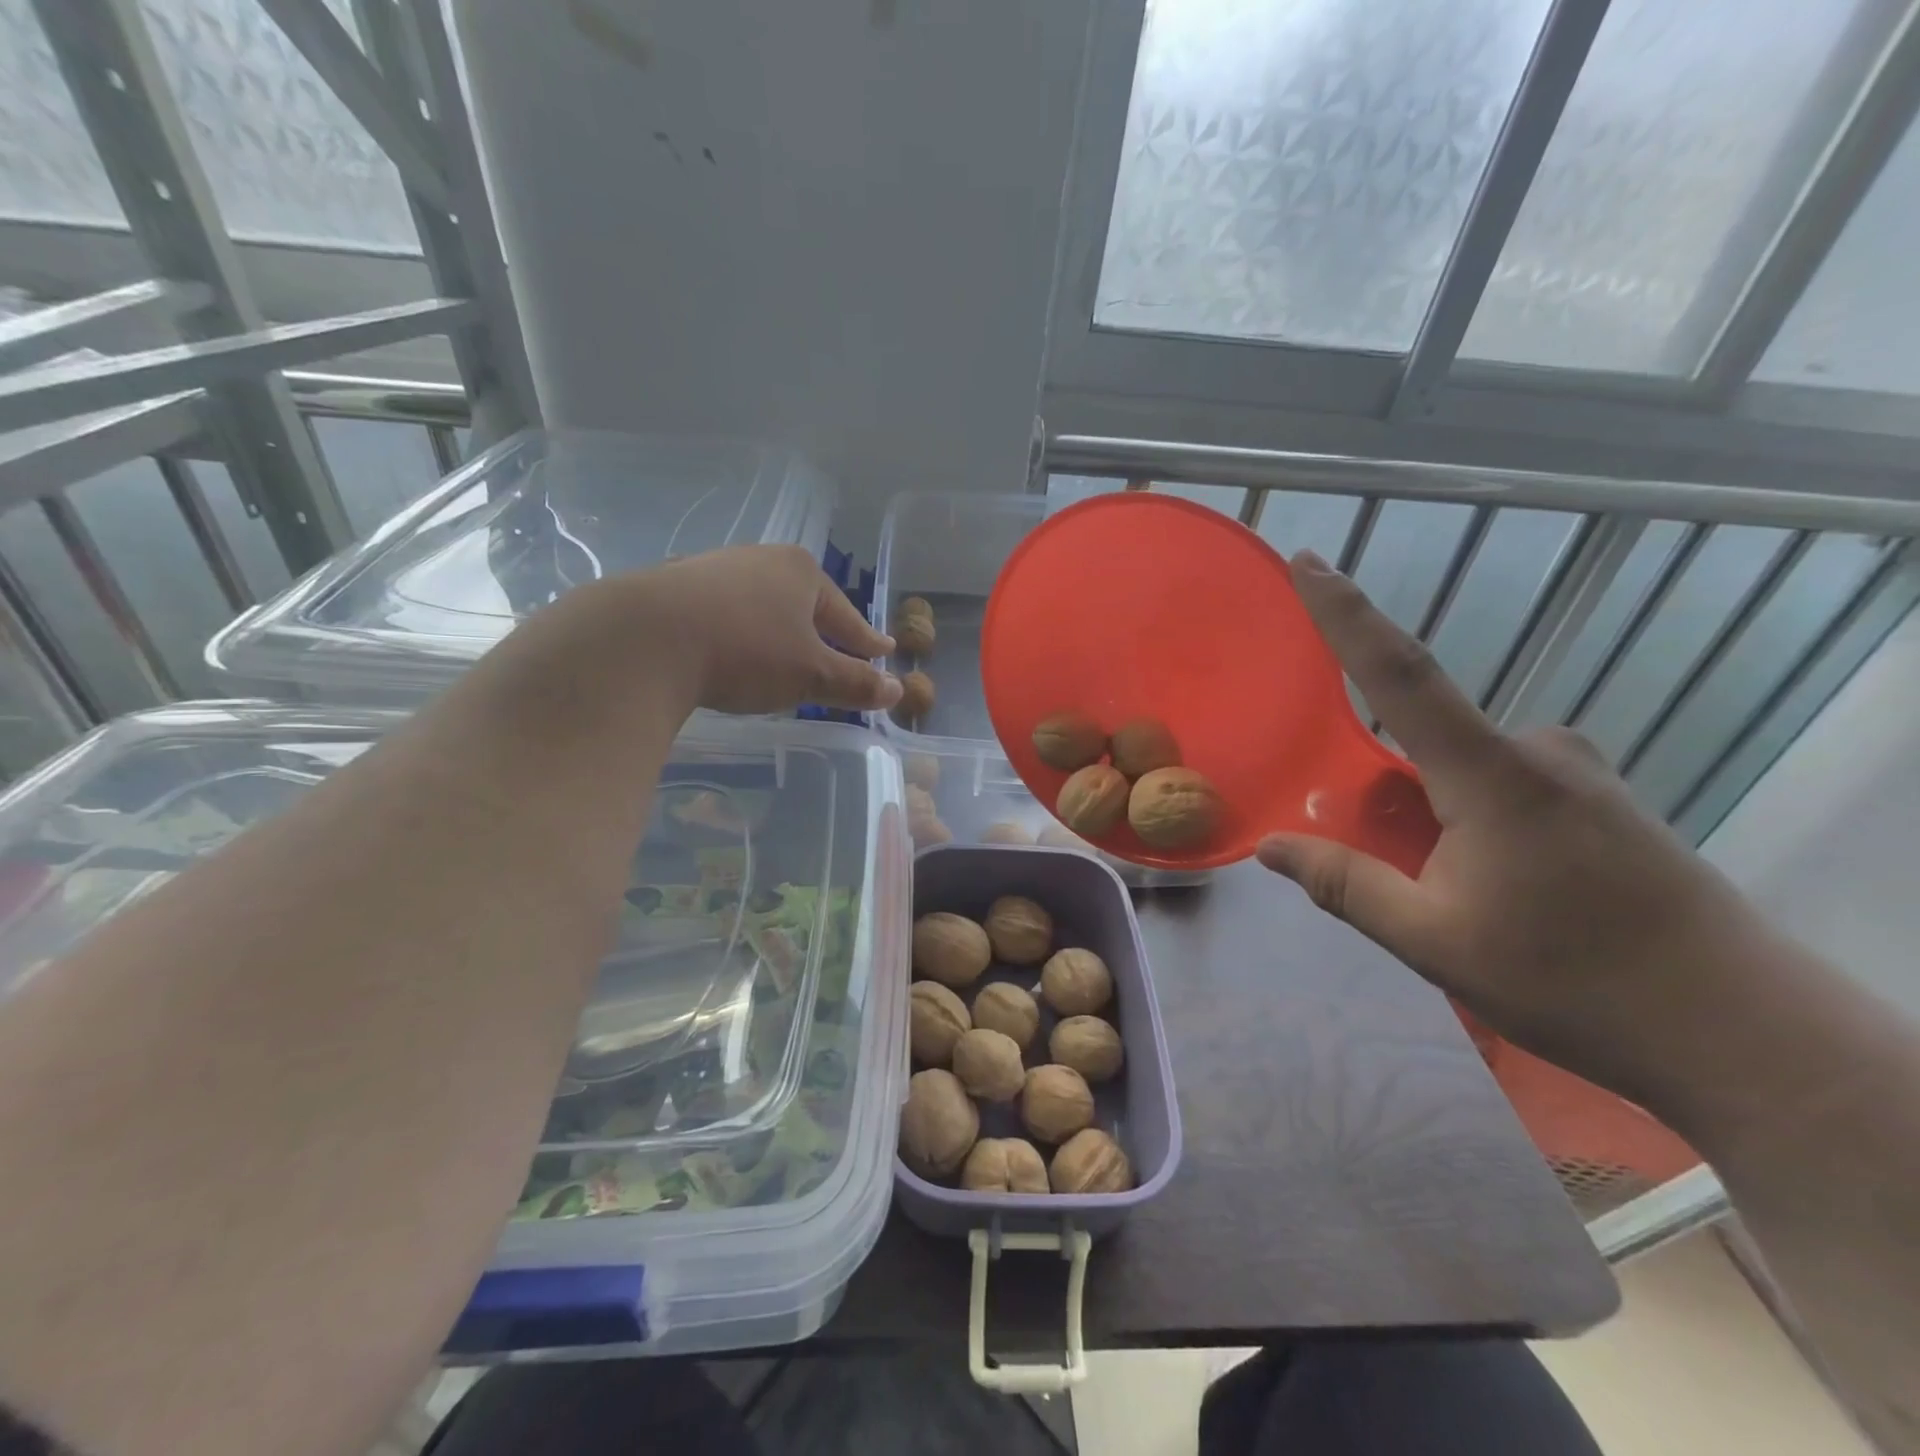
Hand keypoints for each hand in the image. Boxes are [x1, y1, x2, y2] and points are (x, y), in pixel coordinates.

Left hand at [632, 545, 901, 714]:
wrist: (645, 638)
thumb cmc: (746, 651)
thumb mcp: (810, 674)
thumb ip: (855, 683)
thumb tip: (896, 691)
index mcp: (802, 572)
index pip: (846, 614)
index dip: (866, 639)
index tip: (883, 652)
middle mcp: (761, 560)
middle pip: (805, 603)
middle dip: (823, 629)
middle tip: (840, 651)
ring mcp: (715, 568)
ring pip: (762, 604)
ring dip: (778, 628)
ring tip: (786, 650)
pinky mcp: (676, 586)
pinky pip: (725, 611)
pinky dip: (739, 630)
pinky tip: (732, 644)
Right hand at [1258, 551, 1775, 1102]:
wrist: (1744, 1034)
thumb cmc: (1576, 981)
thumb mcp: (1436, 941)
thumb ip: (1347, 886)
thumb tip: (1270, 846)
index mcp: (1490, 774)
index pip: (1399, 672)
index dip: (1347, 614)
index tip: (1308, 563)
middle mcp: (1536, 752)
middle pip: (1423, 738)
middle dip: (1384, 790)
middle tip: (1394, 865)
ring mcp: (1577, 773)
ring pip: (1462, 770)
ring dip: (1429, 814)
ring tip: (1448, 895)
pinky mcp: (1600, 799)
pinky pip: (1501, 784)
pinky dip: (1466, 819)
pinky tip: (1492, 887)